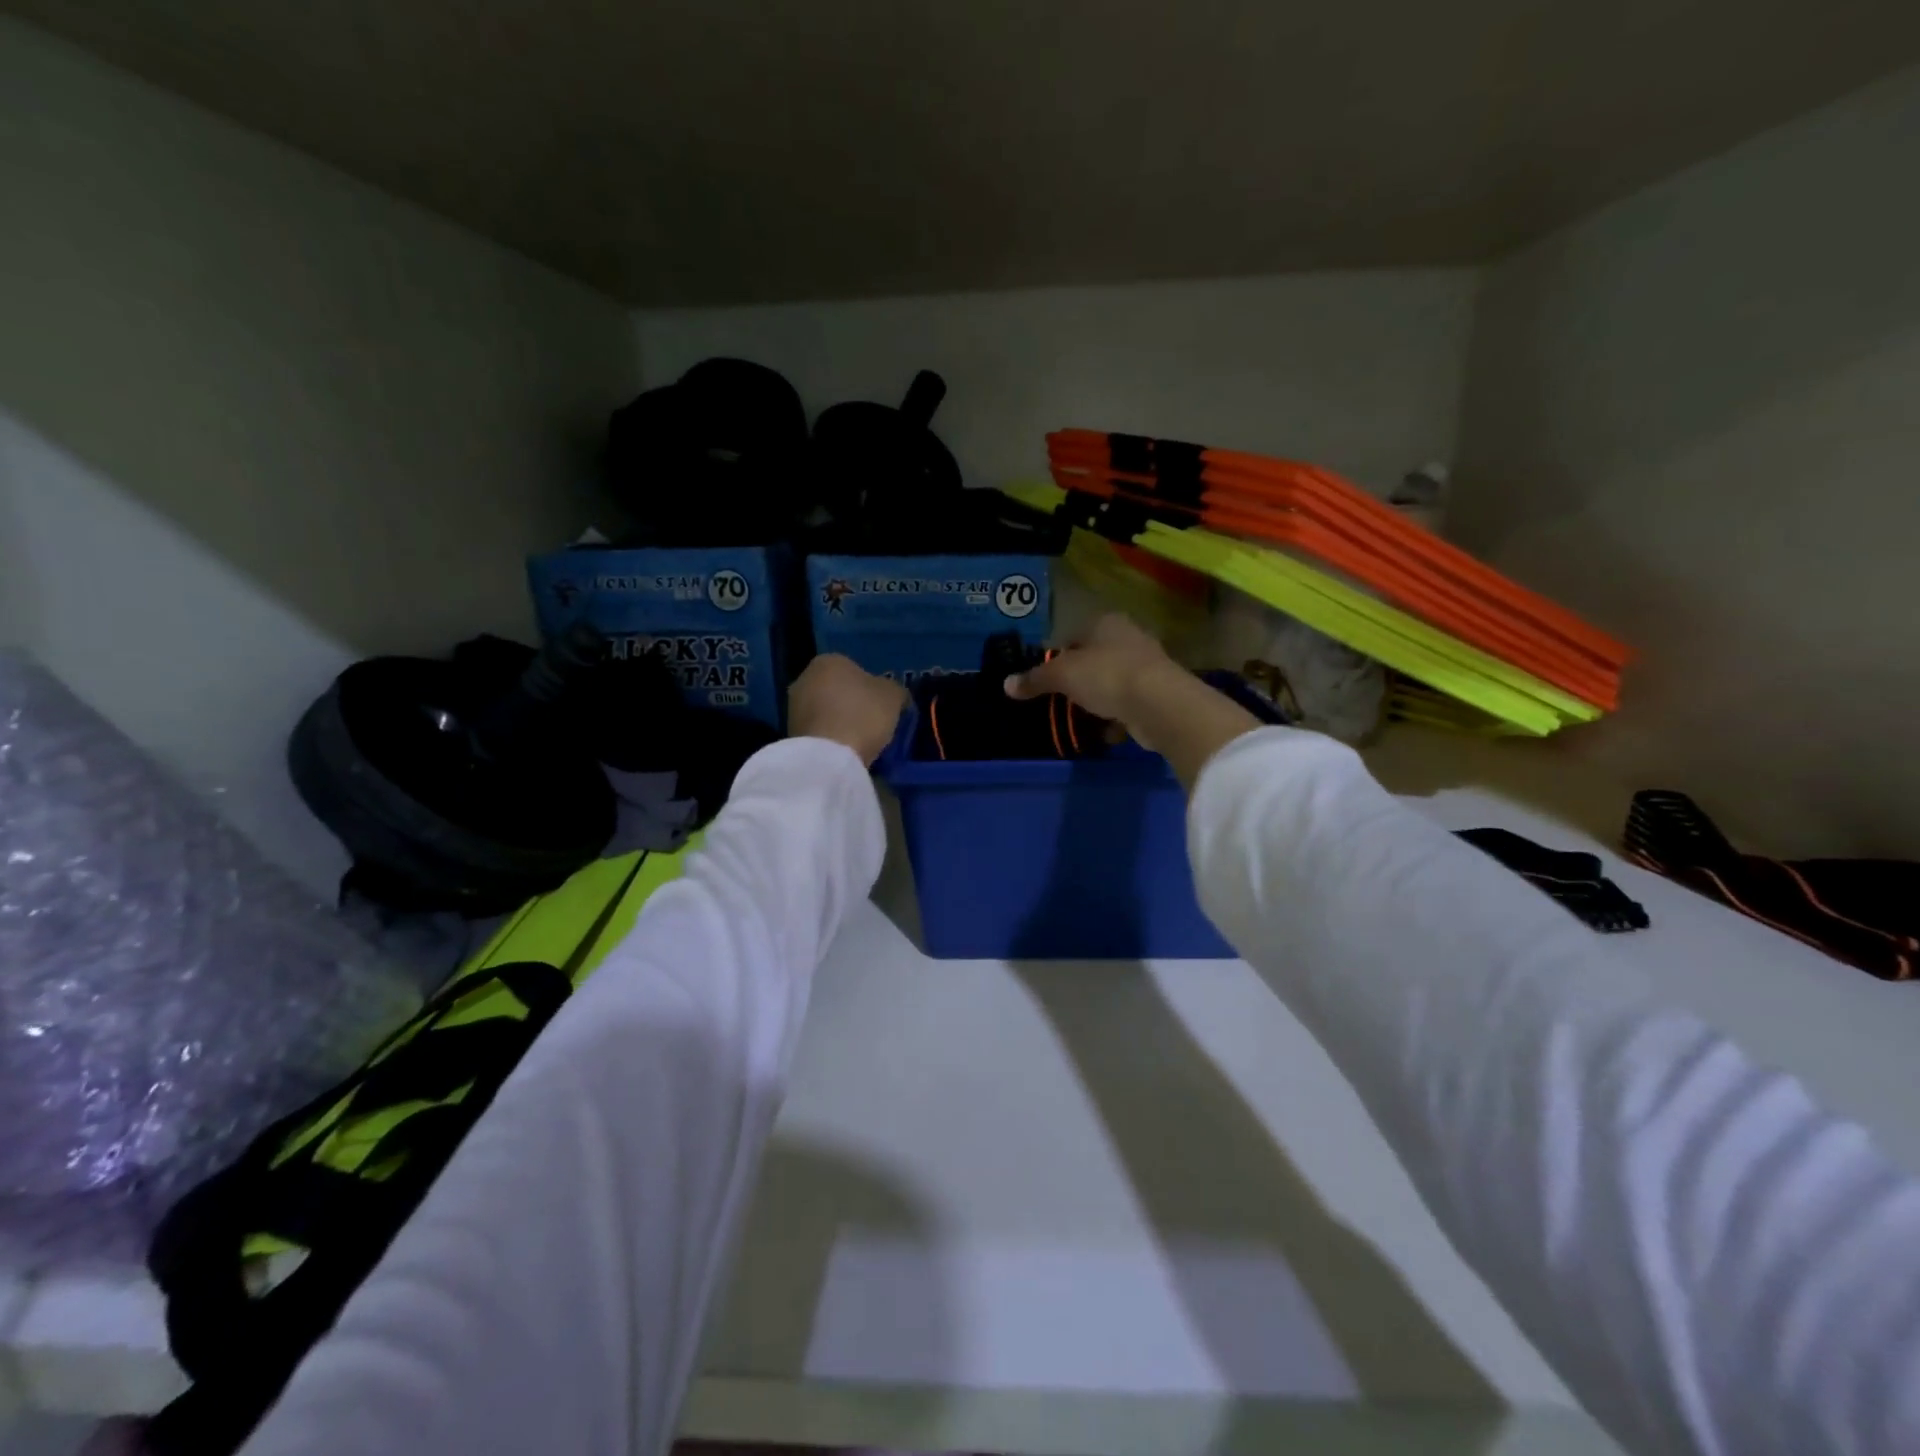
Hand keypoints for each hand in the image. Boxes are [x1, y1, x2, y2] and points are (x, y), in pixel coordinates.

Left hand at [788, 654, 908, 765]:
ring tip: (858, 740)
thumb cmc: (863, 714)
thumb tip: (896, 696)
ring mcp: (793, 705)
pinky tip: (843, 750)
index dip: (871, 688)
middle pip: (837, 688)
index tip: (882, 707)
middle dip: (852, 703)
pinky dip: (829, 737)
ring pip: (825, 709)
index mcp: (829, 660)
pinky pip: (818, 730)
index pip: (855, 669)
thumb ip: (895, 691)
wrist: (829, 756)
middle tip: (872, 723)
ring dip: (839, 720)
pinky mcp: (789, 731)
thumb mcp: (893, 696)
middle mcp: (805, 677)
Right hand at [1007, 614, 1263, 783]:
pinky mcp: (1158, 695)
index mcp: (1106, 623)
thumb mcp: (1062, 675)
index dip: (1057, 656)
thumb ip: (1035, 679)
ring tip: (1079, 720)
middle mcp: (1129, 638)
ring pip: (1111, 684)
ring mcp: (1147, 667)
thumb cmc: (1106, 676)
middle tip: (1059, 702)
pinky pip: (1127, 706)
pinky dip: (1115, 719)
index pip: (1074, 635)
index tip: (1045, 679)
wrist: (1158, 704)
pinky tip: (1104, 732)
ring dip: (1097, 702)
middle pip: (1094, 660)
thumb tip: (1006, 684)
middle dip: (1077, 682)